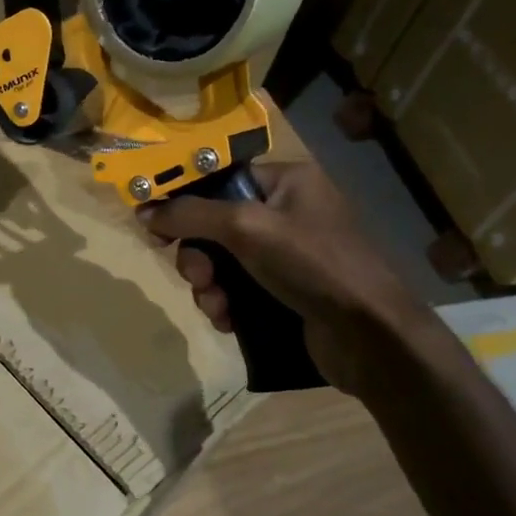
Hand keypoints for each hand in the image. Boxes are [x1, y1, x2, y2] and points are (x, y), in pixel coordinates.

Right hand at [138, 160, 436, 394]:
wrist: (370, 336)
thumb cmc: (312, 264)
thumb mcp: (246, 228)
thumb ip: (191, 214)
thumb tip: (144, 211)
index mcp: (286, 181)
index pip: (220, 179)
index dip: (184, 201)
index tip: (155, 225)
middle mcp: (286, 212)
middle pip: (215, 225)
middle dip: (199, 255)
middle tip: (198, 276)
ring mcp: (287, 256)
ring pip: (222, 262)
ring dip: (209, 286)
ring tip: (217, 306)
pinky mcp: (285, 292)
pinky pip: (237, 290)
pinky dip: (226, 304)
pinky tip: (229, 322)